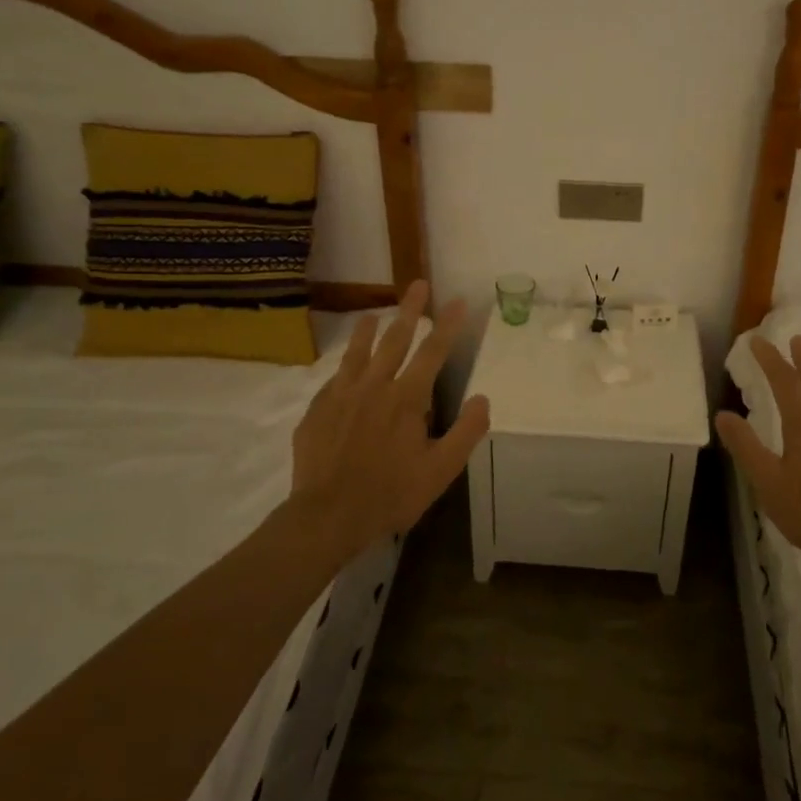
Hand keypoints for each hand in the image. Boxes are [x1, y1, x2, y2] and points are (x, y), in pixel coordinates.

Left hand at [290, 280, 489, 560]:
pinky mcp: (317, 411)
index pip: (432, 352)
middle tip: (417, 284)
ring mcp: (341, 396)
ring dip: (369, 331)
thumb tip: (483, 398)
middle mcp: (374, 387)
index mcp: (406, 398)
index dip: (447, 325)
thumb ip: (465, 432)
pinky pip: (334, 379)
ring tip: (375, 313)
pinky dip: (344, 365)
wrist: (326, 516)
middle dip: (409, 310)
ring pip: (358, 353)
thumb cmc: (390, 494)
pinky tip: (344, 366)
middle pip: (395, 340)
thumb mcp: (440, 471)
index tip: (457, 301)